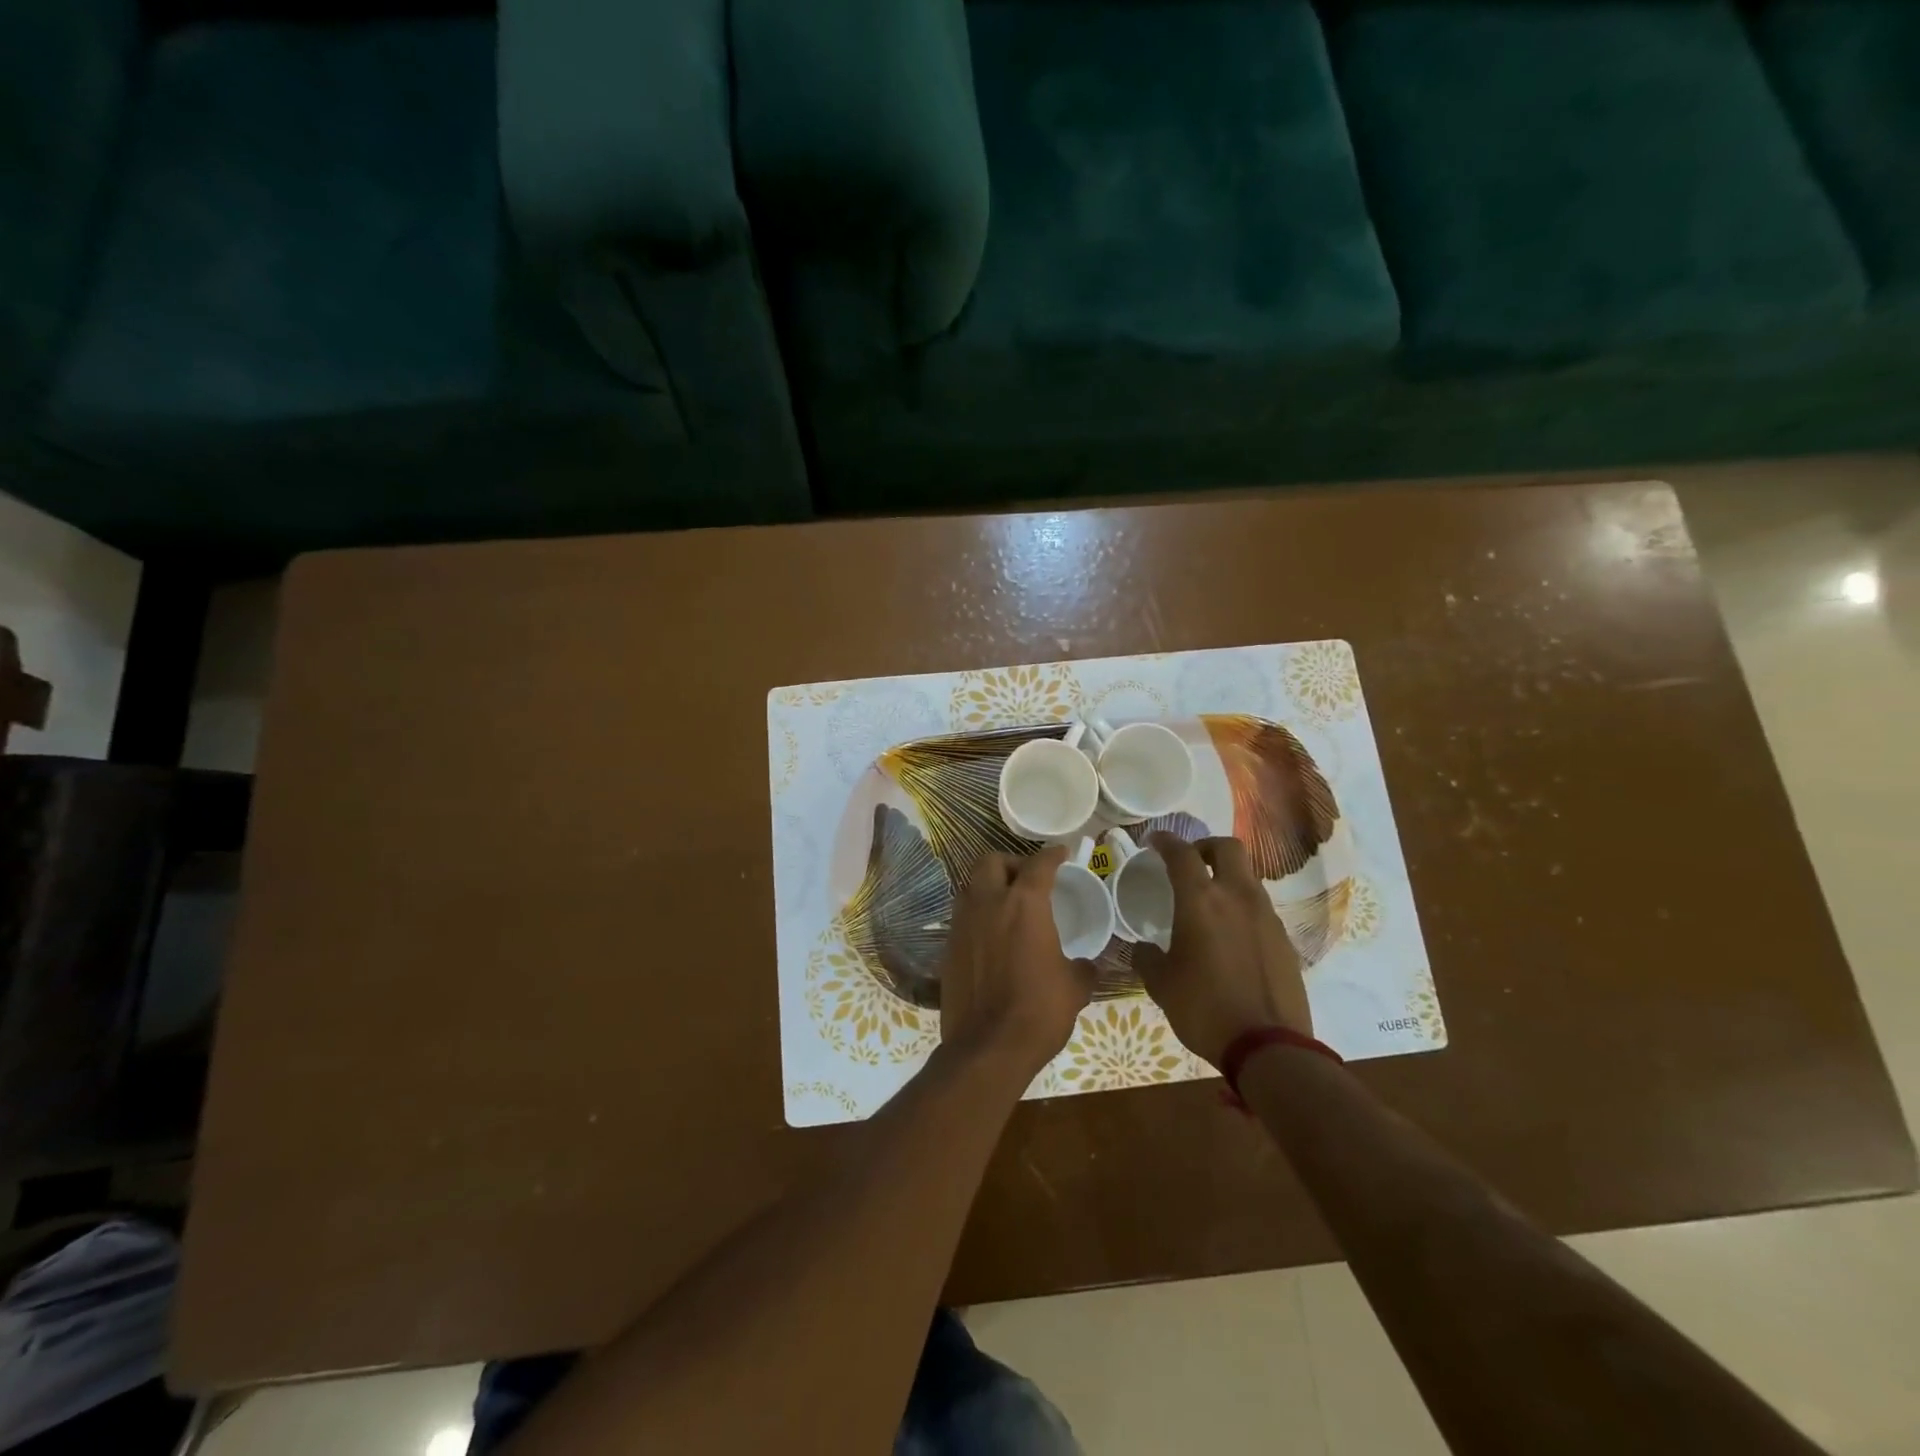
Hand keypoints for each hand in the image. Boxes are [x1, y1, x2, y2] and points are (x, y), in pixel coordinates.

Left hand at [940, 844, 1096, 1078]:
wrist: (987, 1048)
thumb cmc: (1038, 1011)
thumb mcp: (1074, 989)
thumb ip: (1083, 969)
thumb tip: (1088, 966)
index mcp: (1024, 904)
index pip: (1039, 864)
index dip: (1052, 855)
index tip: (1062, 853)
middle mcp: (988, 903)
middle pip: (991, 861)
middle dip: (1011, 863)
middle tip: (1028, 879)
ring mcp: (962, 924)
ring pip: (971, 886)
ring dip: (989, 887)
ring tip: (1008, 905)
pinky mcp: (948, 946)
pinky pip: (963, 917)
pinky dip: (978, 916)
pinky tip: (992, 937)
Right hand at [1132, 833, 1310, 1068]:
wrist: (1269, 1045)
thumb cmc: (1204, 1008)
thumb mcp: (1161, 984)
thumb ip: (1147, 958)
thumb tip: (1143, 948)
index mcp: (1201, 900)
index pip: (1182, 853)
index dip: (1166, 841)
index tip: (1154, 842)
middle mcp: (1237, 896)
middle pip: (1227, 848)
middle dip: (1205, 847)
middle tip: (1190, 863)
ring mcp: (1266, 916)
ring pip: (1247, 876)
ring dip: (1227, 877)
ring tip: (1209, 902)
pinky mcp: (1284, 938)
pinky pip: (1260, 907)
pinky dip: (1242, 907)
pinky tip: (1231, 935)